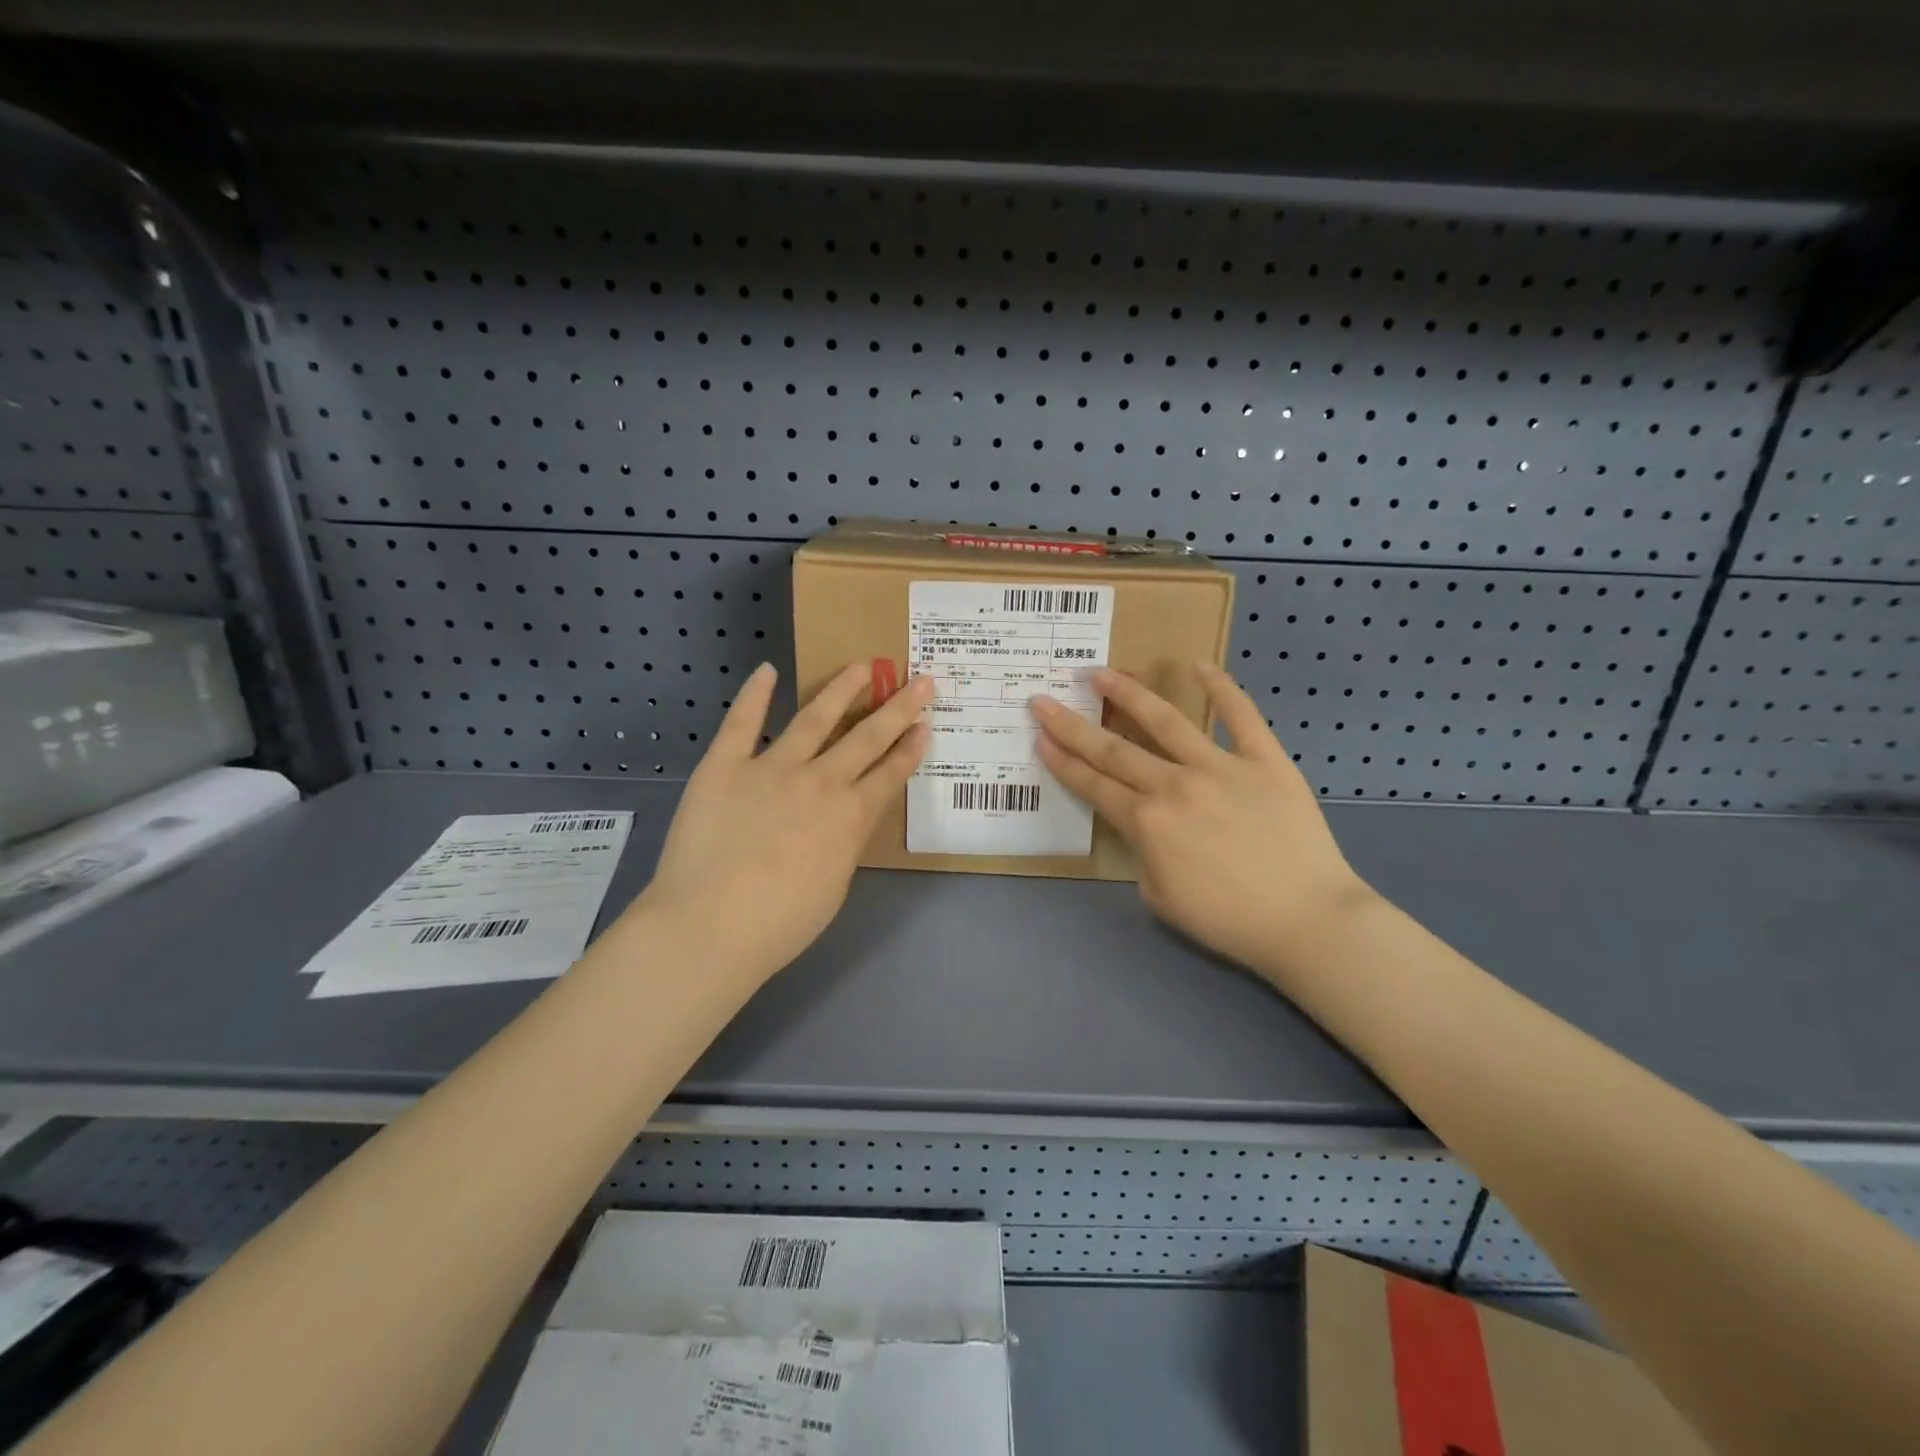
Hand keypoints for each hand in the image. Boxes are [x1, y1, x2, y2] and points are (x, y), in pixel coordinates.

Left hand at [633, 662, 930, 984]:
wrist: (710, 925)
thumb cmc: (781, 923)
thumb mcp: (835, 887)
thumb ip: (844, 844)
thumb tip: (841, 822)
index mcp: (851, 816)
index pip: (890, 773)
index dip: (911, 747)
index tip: (926, 723)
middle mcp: (820, 781)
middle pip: (867, 737)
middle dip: (898, 708)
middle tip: (920, 680)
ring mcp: (772, 768)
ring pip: (815, 718)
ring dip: (841, 690)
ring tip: (860, 666)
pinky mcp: (725, 765)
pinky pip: (742, 723)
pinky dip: (754, 695)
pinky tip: (767, 670)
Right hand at [1031, 664, 1374, 981]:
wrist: (1307, 920)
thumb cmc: (1228, 920)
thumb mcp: (1160, 898)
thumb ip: (1143, 854)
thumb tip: (1147, 826)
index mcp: (1147, 823)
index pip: (1094, 785)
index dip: (1062, 762)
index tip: (1039, 738)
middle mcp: (1174, 786)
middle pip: (1113, 749)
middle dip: (1072, 725)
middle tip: (1043, 700)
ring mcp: (1220, 767)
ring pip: (1165, 721)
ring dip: (1128, 694)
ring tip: (1101, 673)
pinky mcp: (1264, 760)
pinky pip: (1240, 716)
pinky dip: (1221, 688)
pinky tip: (1198, 665)